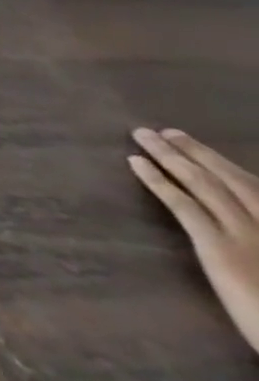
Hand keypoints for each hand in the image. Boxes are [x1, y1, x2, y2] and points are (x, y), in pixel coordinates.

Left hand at [131, 128, 258, 355]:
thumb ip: (253, 232)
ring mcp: (251, 235)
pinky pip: (184, 205)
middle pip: (234, 180)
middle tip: (167, 132)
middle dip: (198, 152)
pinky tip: (135, 162)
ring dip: (170, 155)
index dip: (226, 167)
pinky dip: (158, 180)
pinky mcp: (221, 248)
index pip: (257, 190)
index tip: (200, 148)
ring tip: (143, 135)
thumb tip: (235, 217)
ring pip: (204, 184)